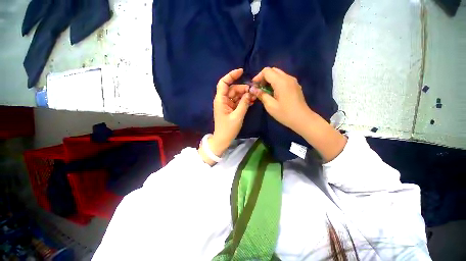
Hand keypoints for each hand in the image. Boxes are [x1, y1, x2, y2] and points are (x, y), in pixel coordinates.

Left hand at [199, 69, 252, 164]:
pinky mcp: (230, 109)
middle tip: (253, 92)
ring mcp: (227, 104)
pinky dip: (243, 101)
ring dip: (245, 95)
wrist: (223, 139)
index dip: (231, 75)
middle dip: (243, 89)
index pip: (224, 83)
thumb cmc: (228, 129)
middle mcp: (222, 100)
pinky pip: (237, 101)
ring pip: (236, 95)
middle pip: (233, 89)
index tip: (242, 71)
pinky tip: (251, 101)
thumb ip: (244, 103)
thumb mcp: (237, 116)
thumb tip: (250, 93)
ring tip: (254, 97)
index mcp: (221, 100)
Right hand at [251, 67, 311, 132]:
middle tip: (259, 88)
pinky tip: (274, 93)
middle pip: (273, 70)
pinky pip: (283, 79)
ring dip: (270, 80)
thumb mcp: (270, 105)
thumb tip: (252, 89)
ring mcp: (293, 81)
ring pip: (278, 74)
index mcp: (281, 82)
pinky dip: (276, 82)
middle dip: (264, 77)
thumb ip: (261, 95)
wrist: (302, 119)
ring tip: (265, 91)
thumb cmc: (285, 113)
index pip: (267, 71)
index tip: (254, 86)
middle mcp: (288, 78)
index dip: (258, 77)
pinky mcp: (295, 85)